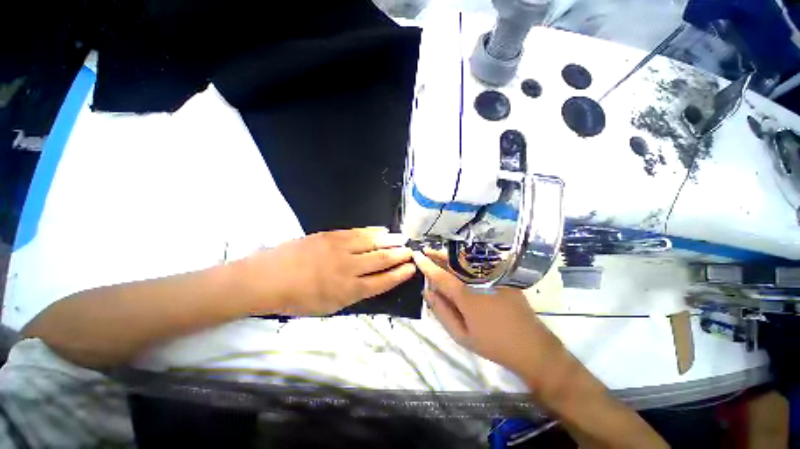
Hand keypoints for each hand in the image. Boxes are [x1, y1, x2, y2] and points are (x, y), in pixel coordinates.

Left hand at [243, 227, 416, 315]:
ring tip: (403, 239)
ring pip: (373, 243)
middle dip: (400, 255)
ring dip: (391, 241)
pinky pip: (359, 232)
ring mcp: (340, 249)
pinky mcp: (332, 235)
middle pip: (382, 259)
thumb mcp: (330, 307)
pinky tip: (383, 231)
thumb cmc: (298, 299)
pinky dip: (374, 231)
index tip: (411, 268)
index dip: (400, 274)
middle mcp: (349, 268)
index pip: (383, 281)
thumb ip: (355, 294)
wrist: (268, 278)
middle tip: (411, 251)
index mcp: (348, 291)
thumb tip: (375, 281)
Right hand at [412, 249, 562, 378]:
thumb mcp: (461, 335)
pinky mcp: (502, 277)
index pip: (440, 274)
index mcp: (465, 295)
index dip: (426, 264)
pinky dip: (464, 261)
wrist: (532, 346)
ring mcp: (492, 276)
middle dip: (437, 255)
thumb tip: (427, 291)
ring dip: (449, 256)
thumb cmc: (492, 343)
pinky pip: (478, 264)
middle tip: (425, 251)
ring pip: (466, 261)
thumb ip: (441, 311)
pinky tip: (458, 262)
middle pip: (453, 261)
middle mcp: (478, 279)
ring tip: (437, 255)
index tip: (416, 255)